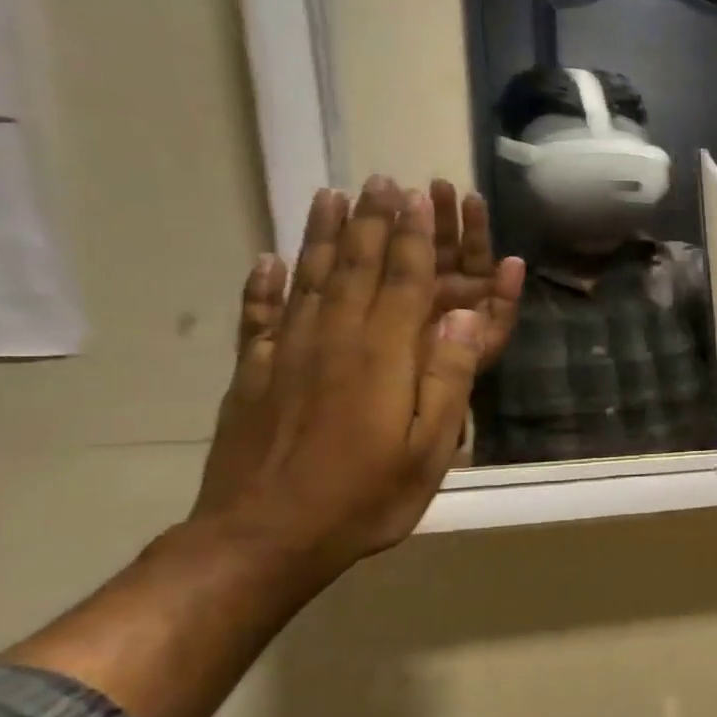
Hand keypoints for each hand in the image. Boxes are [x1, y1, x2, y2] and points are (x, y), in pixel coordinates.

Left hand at [197, 178, 525, 566]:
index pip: (402, 282)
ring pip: (306, 279)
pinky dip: (261, 285)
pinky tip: (264, 260)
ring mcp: (286, 354)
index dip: (411, 237)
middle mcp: (334, 340)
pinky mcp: (253, 375)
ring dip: (319, 235)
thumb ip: (447, 380)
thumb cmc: (365, 498)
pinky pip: (257, 317)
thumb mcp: (429, 450)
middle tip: (378, 179)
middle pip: (354, 267)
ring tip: (329, 195)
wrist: (264, 538)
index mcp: (383, 357)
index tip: (415, 197)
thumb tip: (463, 319)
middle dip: (370, 221)